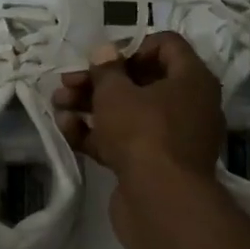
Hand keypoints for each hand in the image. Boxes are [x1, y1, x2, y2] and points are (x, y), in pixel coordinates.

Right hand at [53, 32, 225, 235]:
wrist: (161, 203)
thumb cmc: (143, 133)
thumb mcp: (116, 93)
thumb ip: (106, 69)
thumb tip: (104, 51)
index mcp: (192, 80)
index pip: (167, 45)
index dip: (132, 46)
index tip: (103, 59)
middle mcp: (188, 105)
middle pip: (141, 81)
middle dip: (100, 81)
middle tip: (67, 82)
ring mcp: (171, 138)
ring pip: (128, 113)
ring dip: (91, 106)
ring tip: (58, 104)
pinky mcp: (153, 165)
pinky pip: (125, 141)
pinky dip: (98, 134)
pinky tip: (66, 130)